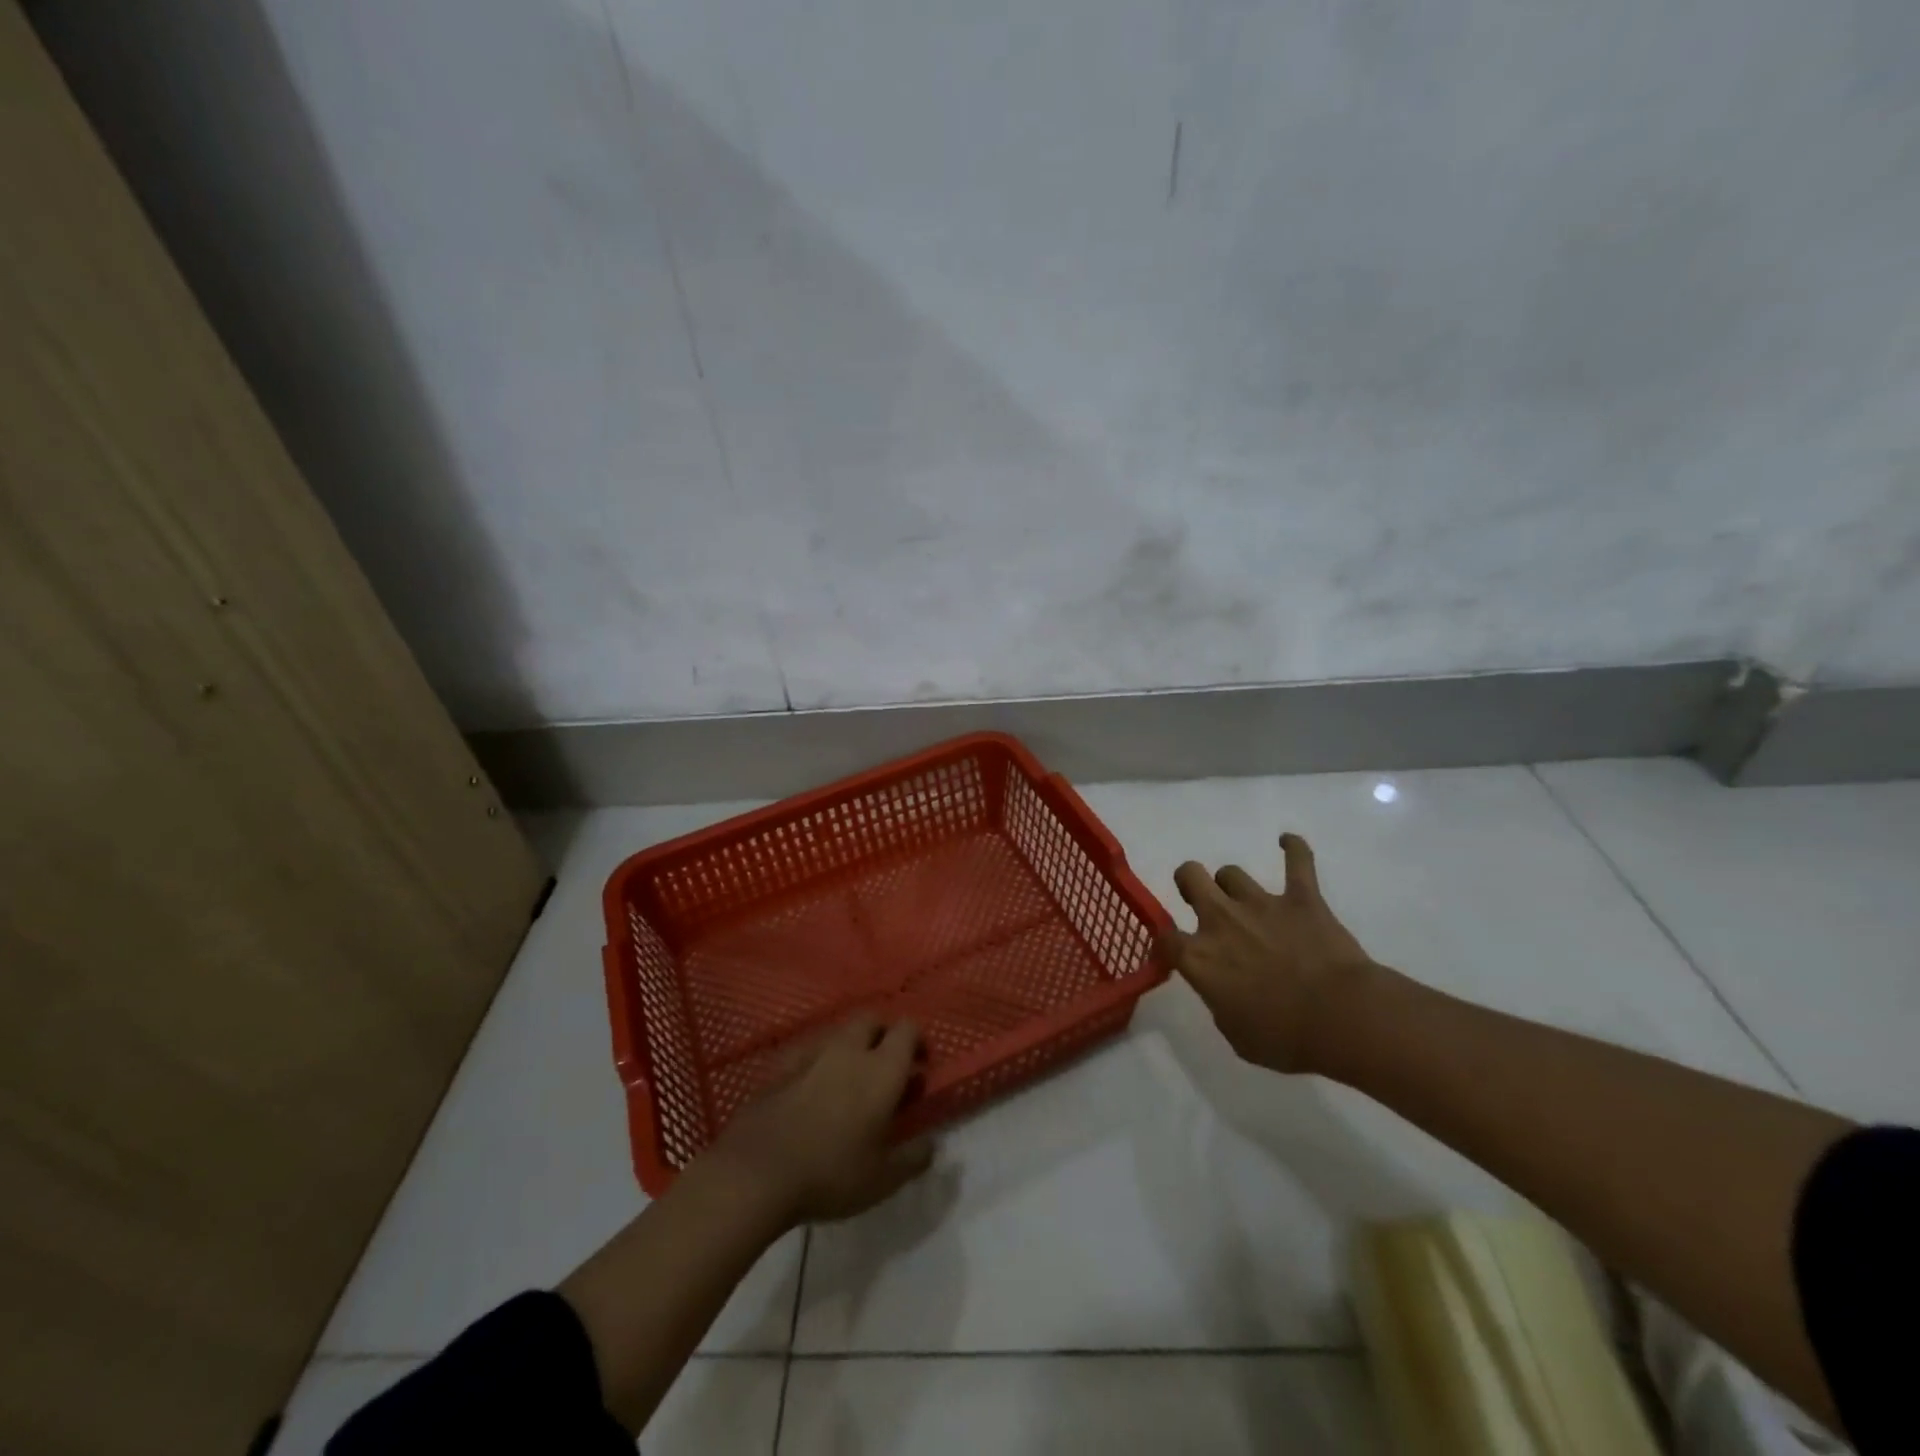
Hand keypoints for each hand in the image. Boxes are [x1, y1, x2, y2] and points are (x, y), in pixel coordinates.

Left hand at [705, 1014, 933, 1227]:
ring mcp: (811, 1053)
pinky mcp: (781, 1065)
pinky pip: (808, 1050)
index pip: (908, 1029)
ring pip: (839, 1032)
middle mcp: (849, 1049)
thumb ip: (913, 1158)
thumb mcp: (883, 1179)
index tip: (920, 1065)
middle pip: (872, 1019)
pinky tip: (813, 1088)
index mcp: (882, 1069)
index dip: (918, 1040)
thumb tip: (931, 1144)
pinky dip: (818, 1061)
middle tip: (886, 1066)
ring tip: (850, 1080)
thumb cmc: (831, 1174)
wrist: (757, 1171)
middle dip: (883, 1034)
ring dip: (851, 1046)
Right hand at [1163, 833, 1377, 1073]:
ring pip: (1232, 873)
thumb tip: (1221, 991)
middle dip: (1190, 883)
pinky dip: (1293, 849)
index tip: (1174, 950)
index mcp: (1200, 957)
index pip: (1165, 937)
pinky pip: (1298, 861)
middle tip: (1201, 901)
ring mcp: (1261, 904)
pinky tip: (1287, 842)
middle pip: (1190, 877)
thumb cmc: (1285, 1039)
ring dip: (1233, 885)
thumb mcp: (1236, 1035)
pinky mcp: (1302, 898)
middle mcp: (1222, 920)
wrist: (1342, 1019)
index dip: (1166, 942)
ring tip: (1244, 898)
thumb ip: (1219, 1003)